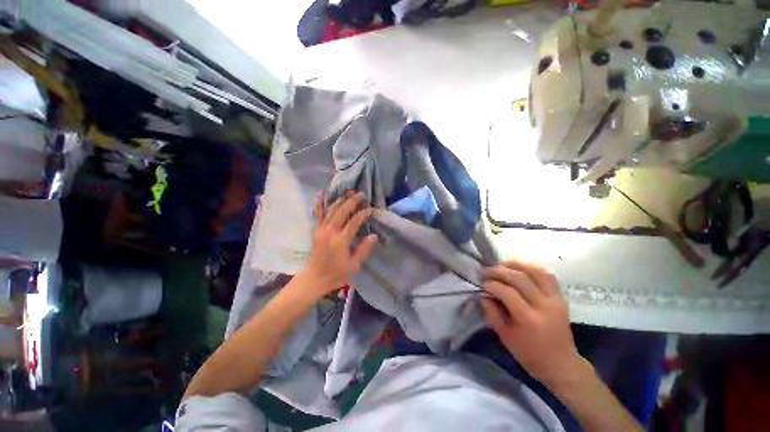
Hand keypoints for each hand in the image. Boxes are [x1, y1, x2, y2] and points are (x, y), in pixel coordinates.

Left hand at [301, 191, 377, 296]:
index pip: (354, 222)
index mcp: (341, 240)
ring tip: (349, 192)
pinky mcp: (316, 230)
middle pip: (342, 211)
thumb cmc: (336, 274)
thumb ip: (364, 250)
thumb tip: (374, 236)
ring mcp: (321, 229)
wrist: (314, 279)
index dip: (363, 214)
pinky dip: (320, 203)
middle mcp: (330, 231)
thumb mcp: (354, 265)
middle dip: (352, 201)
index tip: (371, 209)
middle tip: (361, 194)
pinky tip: (321, 193)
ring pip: (331, 210)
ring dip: (340, 199)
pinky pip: (318, 214)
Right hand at [481, 260, 585, 388]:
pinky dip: (532, 268)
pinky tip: (521, 269)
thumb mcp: (505, 337)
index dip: (492, 285)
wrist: (561, 364)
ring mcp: (555, 300)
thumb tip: (484, 295)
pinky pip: (548, 276)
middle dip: (499, 271)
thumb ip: (492, 313)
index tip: (482, 284)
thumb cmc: (529, 354)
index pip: (507, 292)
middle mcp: (544, 306)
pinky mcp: (561, 298)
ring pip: (536, 272)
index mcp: (529, 319)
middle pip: (520, 278)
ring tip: (502, 264)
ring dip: (516, 264)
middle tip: (486, 271)